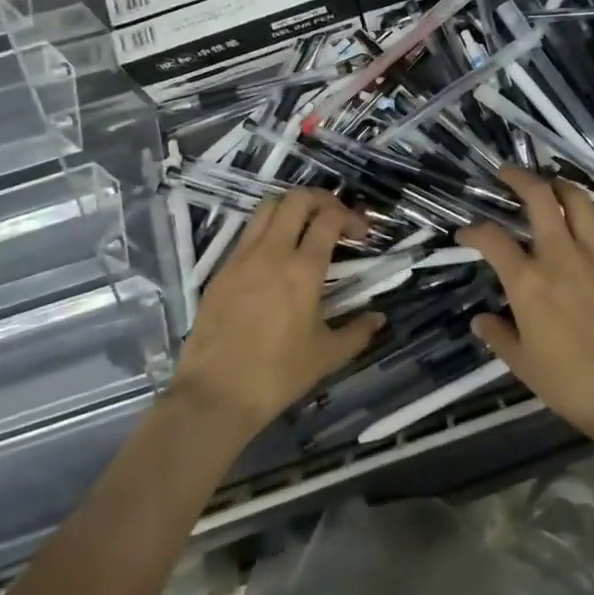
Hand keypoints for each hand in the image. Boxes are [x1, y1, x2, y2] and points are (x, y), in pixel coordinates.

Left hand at [169, 189, 383, 439]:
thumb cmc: (277, 375)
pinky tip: (276, 253)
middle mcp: (272, 252)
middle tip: (335, 219)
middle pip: (297, 199)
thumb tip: (379, 318)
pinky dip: (268, 228)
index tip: (361, 234)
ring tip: (305, 226)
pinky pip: (247, 232)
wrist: (215, 394)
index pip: (329, 219)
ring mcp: (242, 257)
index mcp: (303, 270)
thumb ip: (357, 333)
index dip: (350, 217)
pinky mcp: (221, 269)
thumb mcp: (326, 356)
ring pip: (268, 207)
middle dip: (322, 200)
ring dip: (292, 207)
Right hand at [457, 167, 593, 446]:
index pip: (492, 240)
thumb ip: (498, 335)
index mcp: (528, 282)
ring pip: (578, 200)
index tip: (465, 235)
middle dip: (519, 178)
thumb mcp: (523, 365)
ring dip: (558, 185)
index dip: (473, 232)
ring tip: (547, 185)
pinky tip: (581, 220)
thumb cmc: (571, 383)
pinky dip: (587, 213)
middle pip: (540, 197)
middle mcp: (560, 256)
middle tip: (506, 173)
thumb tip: (480, 320)